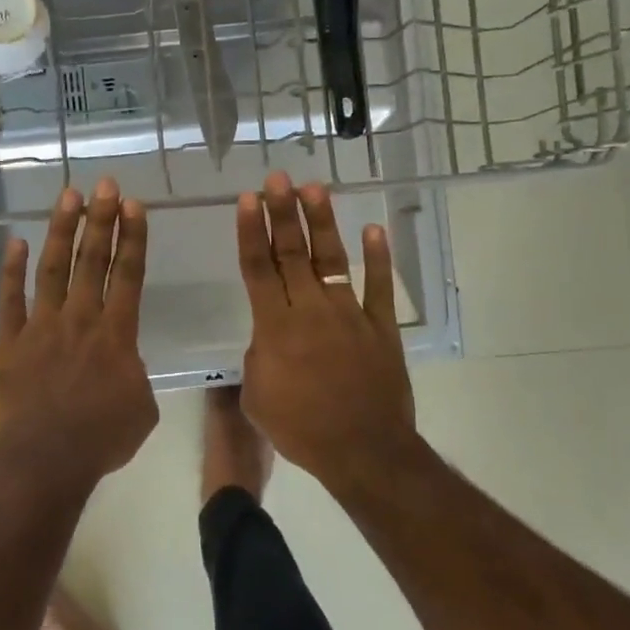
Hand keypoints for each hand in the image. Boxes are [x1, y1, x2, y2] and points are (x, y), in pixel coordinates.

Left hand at [0, 179, 158, 483]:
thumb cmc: (100, 439)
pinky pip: (10, 299)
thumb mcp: (142, 410)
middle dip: (101, 219)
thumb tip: (125, 367)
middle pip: (93, 260)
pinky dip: (12, 270)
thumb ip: (135, 377)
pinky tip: (16, 242)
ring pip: (53, 269)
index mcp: (116, 334)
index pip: (129, 275)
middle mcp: (80, 319)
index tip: (134, 205)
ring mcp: (41, 327)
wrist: (44, 459)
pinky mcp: (9, 342)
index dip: (133, 238)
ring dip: (62, 231)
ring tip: (69, 196)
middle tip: (105, 184)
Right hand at [236, 173, 416, 486]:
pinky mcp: (381, 327)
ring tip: (315, 189)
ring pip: (332, 260)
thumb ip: (258, 359)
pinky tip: (374, 229)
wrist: (363, 450)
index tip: (248, 199)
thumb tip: (267, 340)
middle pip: (292, 254)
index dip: (252, 232)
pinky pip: (379, 287)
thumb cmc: (301, 430)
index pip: (258, 269)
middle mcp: (311, 310)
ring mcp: (350, 315)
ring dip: (322, 223)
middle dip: (283, 213)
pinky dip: (378, 258)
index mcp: (275, 328)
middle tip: (277, 179)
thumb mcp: (258, 399)